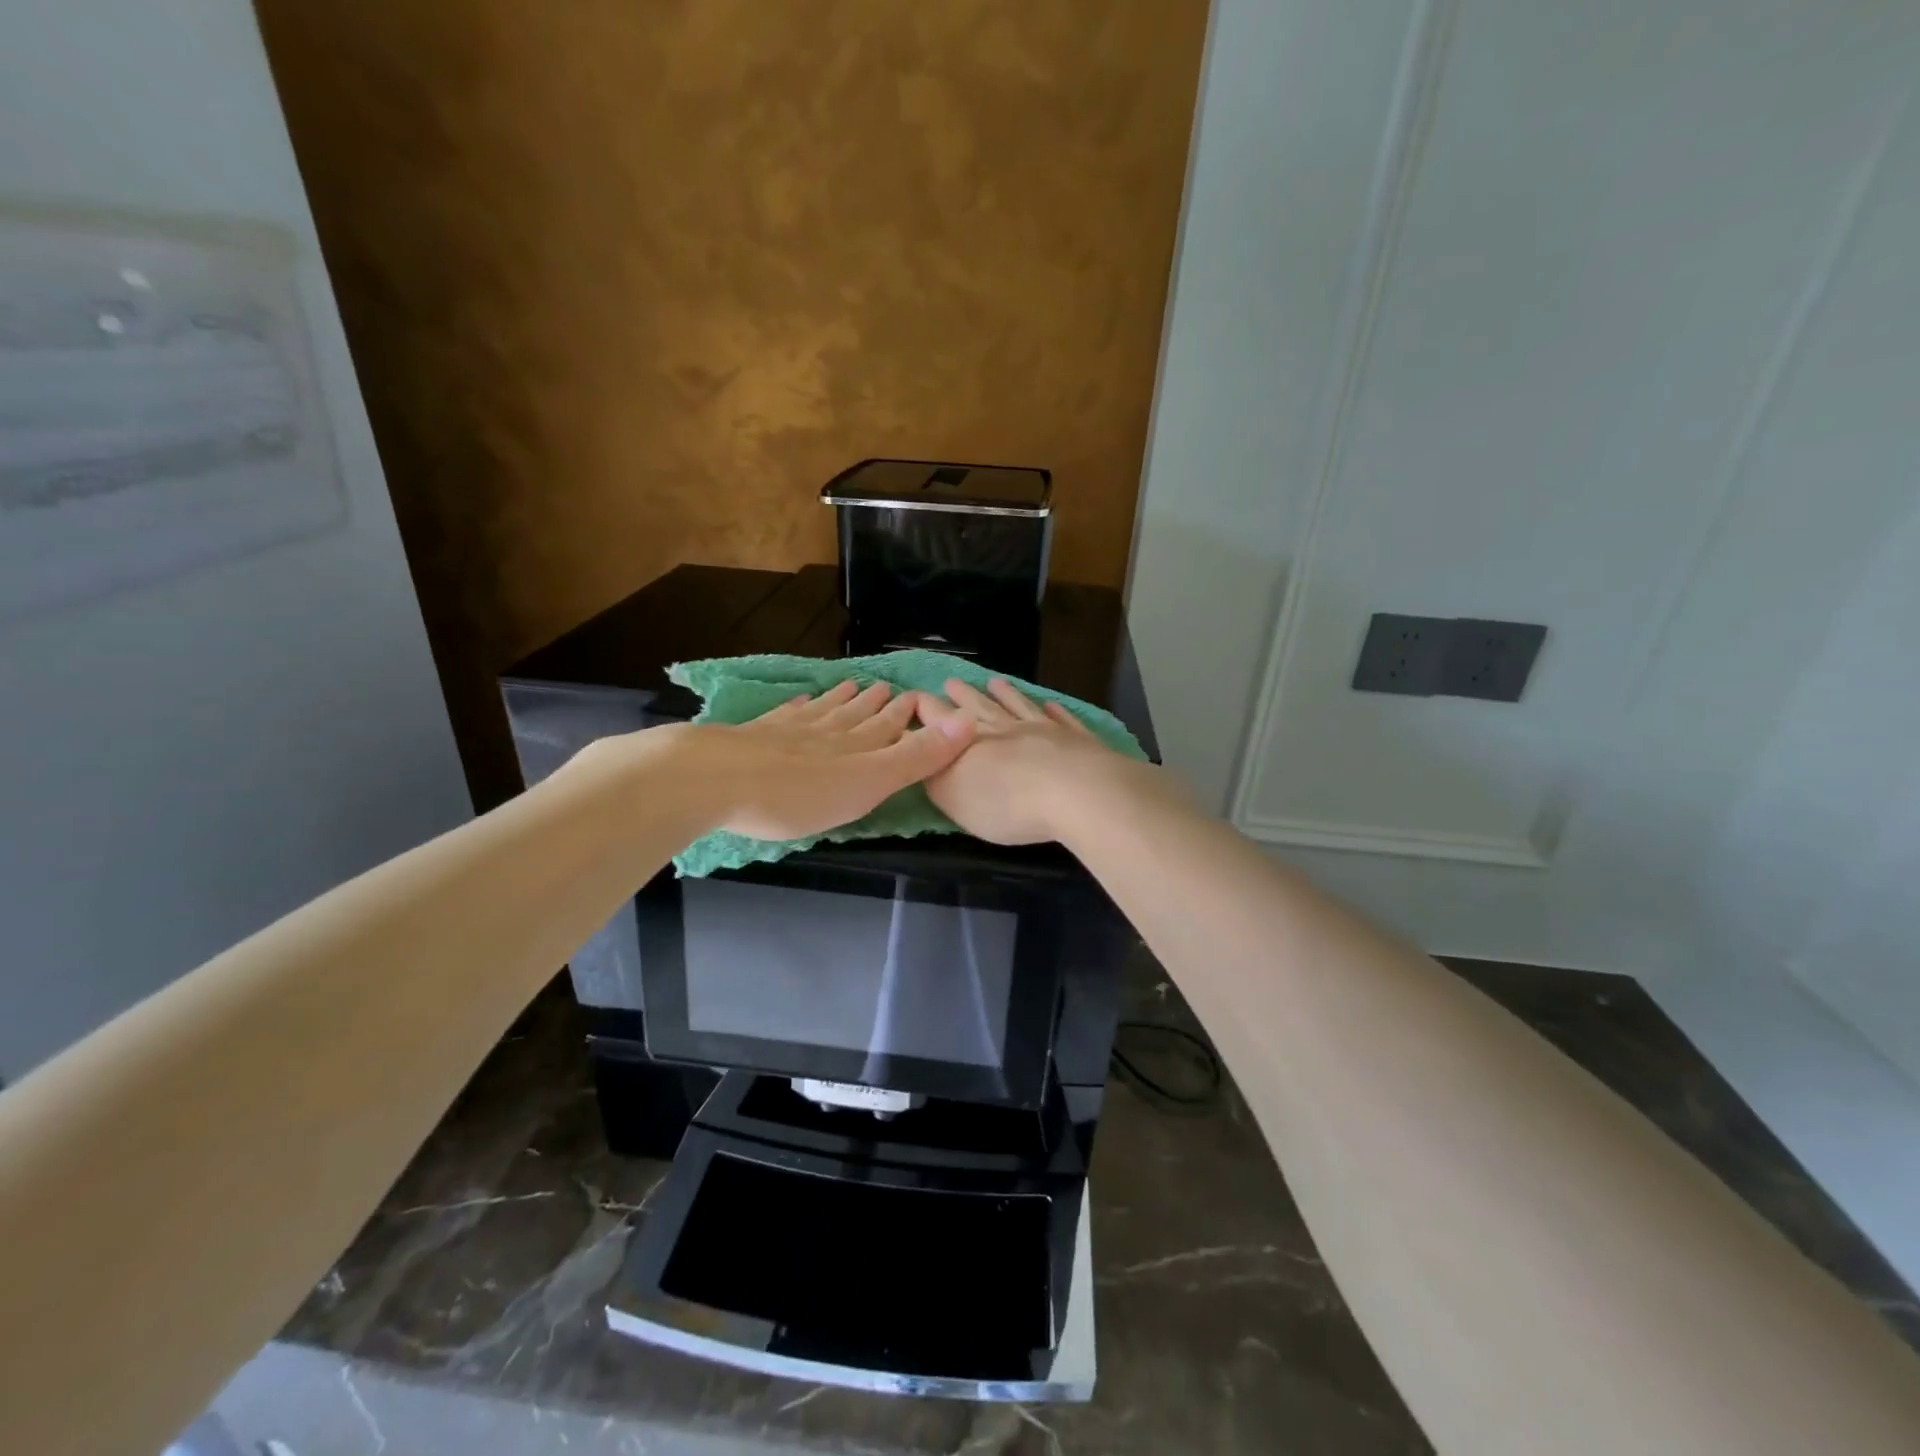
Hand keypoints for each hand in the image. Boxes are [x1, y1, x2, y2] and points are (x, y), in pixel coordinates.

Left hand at [685, 679, 974, 840]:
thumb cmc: (800, 793)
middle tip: (887, 688)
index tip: (915, 697)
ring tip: (853, 685)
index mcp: (856, 748)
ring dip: (840, 701)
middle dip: (875, 705)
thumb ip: (916, 756)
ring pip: (823, 713)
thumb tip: (967, 722)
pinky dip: (796, 709)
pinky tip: (797, 702)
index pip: (887, 727)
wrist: (717, 780)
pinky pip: (783, 717)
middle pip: (856, 716)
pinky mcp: (753, 738)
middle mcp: (826, 733)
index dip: (903, 715)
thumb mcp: (869, 782)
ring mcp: (787, 733)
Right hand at [912, 678, 1141, 844]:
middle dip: (963, 696)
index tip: (916, 696)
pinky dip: (1054, 711)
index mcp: (971, 742)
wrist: (1075, 792)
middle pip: (980, 707)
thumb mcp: (955, 798)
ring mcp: (1044, 730)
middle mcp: (1005, 729)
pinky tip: (1051, 704)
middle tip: (951, 682)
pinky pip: (1062, 720)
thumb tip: (925, 756)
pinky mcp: (1077, 739)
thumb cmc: (1006, 802)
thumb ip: (937, 776)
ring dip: (1006, 694)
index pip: (941, 721)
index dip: (927, 709)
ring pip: (1019, 706)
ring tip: (995, 681)